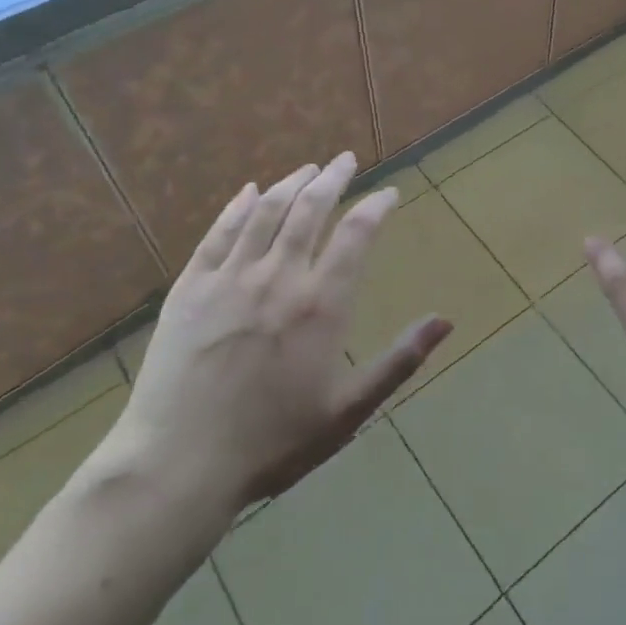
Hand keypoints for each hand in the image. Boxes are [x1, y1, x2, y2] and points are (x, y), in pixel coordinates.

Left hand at [111, 153, 449, 516]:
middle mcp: (279, 276)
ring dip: (291, 183)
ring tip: (308, 169)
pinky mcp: (191, 286)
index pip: (357, 233)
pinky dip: (238, 206)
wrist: (179, 465)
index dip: (376, 205)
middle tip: (346, 160)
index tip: (389, 193)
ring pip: (267, 210)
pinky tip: (249, 192)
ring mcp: (230, 277)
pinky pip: (219, 232)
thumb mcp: (349, 410)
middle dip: (333, 178)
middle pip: (311, 208)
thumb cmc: (273, 443)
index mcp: (321, 303)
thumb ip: (400, 360)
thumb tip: (446, 321)